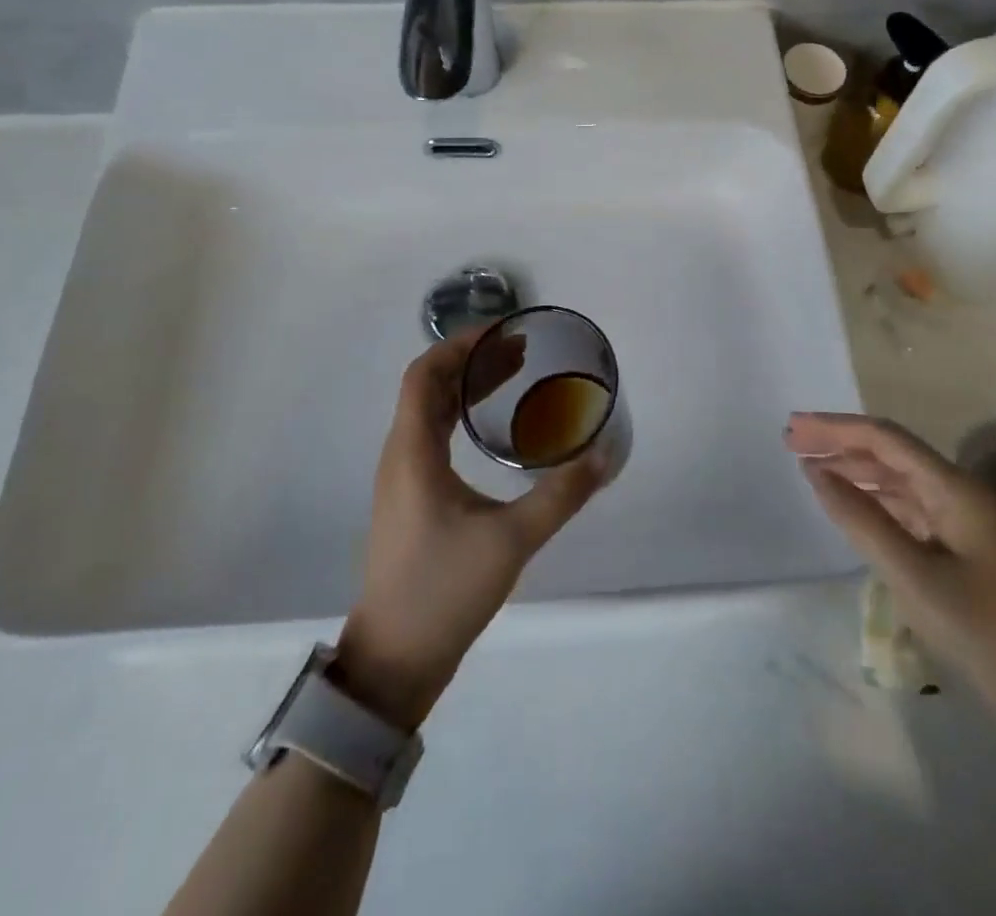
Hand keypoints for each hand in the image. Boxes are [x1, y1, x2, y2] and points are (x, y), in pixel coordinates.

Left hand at [336, 330, 605, 729]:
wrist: (394, 661)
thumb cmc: (444, 591)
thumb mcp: (511, 541)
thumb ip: (560, 496)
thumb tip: (601, 456)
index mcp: (412, 452)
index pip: (424, 374)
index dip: (459, 345)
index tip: (503, 333)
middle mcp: (400, 455)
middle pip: (427, 386)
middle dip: (471, 360)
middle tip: (520, 351)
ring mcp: (401, 478)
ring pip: (428, 411)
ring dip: (465, 386)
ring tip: (512, 375)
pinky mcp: (409, 498)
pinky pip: (431, 435)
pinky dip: (460, 414)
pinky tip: (492, 427)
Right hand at [787, 412, 995, 727]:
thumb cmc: (983, 635)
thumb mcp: (912, 576)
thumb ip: (861, 519)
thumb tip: (816, 473)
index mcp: (955, 489)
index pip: (886, 439)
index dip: (836, 428)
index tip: (794, 428)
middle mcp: (959, 493)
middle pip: (891, 453)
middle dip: (841, 443)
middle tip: (792, 442)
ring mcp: (962, 520)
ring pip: (899, 480)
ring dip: (855, 469)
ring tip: (810, 467)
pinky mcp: (960, 547)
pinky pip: (908, 508)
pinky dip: (874, 500)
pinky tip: (849, 504)